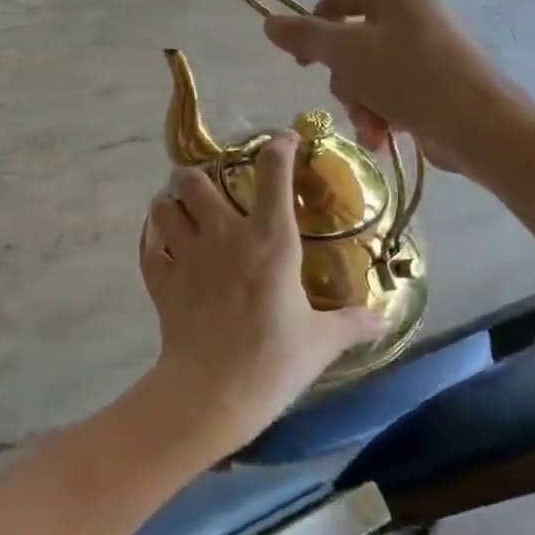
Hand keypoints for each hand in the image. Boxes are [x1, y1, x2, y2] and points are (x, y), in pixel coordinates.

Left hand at [133, 136, 383, 460]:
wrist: (213, 392)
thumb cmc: (274, 361)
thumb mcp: (322, 342)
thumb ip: (354, 323)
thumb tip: (386, 320)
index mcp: (271, 240)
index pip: (274, 173)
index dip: (279, 147)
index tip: (284, 142)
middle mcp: (225, 235)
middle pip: (196, 179)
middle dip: (199, 176)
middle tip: (209, 190)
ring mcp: (187, 254)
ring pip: (165, 205)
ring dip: (171, 204)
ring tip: (181, 213)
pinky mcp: (161, 278)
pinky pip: (149, 245)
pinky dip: (154, 242)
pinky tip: (164, 250)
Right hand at [261, 0, 514, 175]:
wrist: (477, 124)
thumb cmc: (407, 76)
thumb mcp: (346, 53)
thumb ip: (304, 36)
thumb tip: (268, 22)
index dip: (312, 30)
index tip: (302, 64)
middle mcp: (409, 7)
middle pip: (349, 41)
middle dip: (344, 80)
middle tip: (350, 97)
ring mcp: (424, 43)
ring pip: (366, 72)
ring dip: (360, 103)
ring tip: (372, 126)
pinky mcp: (433, 77)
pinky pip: (390, 89)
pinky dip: (382, 113)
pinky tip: (384, 136)